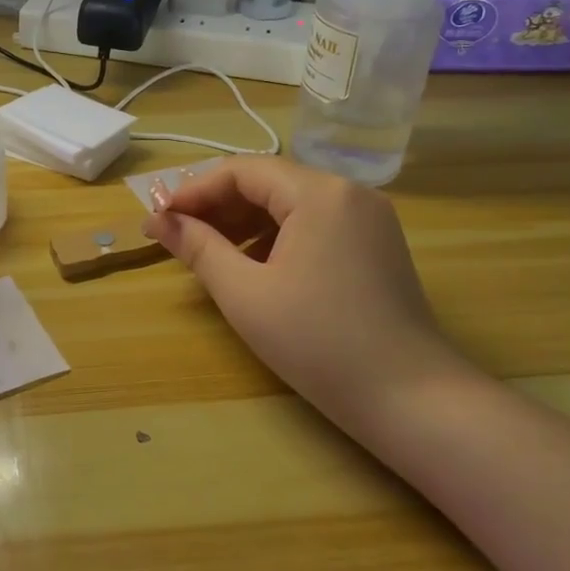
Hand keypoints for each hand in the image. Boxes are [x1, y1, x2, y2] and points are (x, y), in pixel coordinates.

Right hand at [143, 157, 472, 440]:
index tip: (158, 219)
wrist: (411, 398)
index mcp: (319, 193)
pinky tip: (255, 266)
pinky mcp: (376, 244)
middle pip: (268, 182)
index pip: (242, 171)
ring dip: (245, 221)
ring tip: (208, 252)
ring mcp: (368, 217)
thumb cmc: (318, 343)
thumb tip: (159, 220)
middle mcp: (348, 192)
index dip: (193, 191)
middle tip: (176, 235)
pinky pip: (315, 223)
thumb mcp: (245, 294)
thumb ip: (198, 248)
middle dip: (217, 206)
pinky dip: (277, 236)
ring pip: (291, 203)